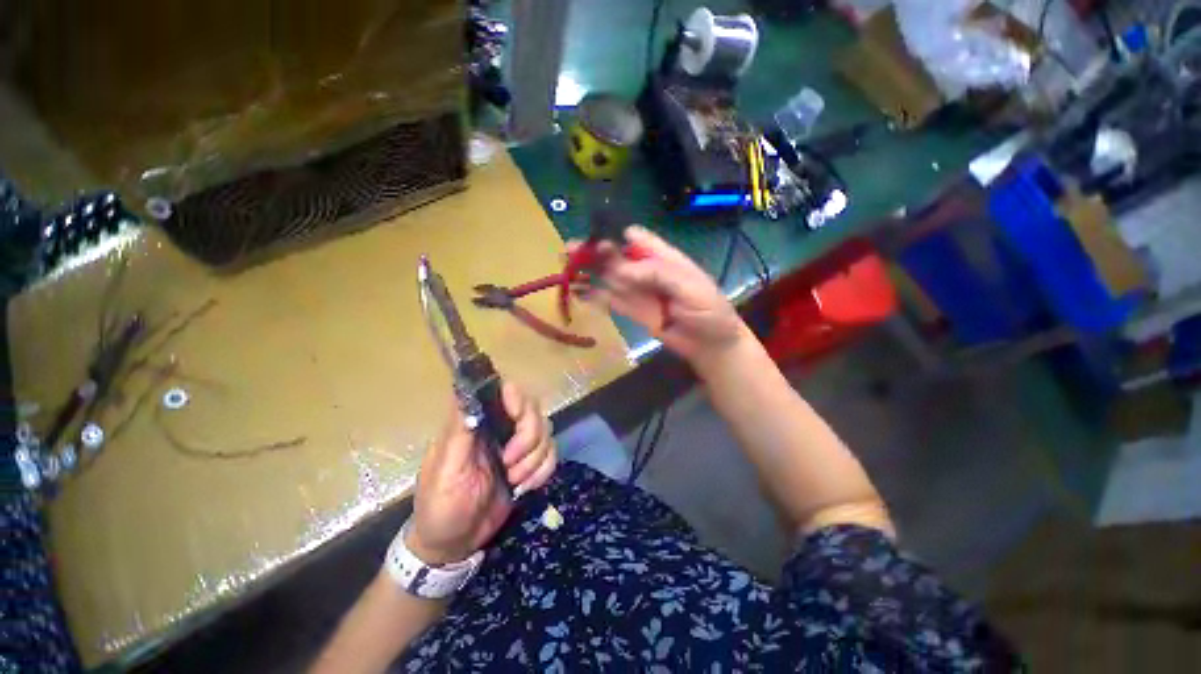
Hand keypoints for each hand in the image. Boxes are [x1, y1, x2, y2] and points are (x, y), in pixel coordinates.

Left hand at [406, 383, 555, 565]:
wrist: (454, 546)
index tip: (516, 417)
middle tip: (510, 463)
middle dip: (528, 437)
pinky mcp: (529, 463)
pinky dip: (543, 471)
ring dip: (535, 459)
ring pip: (546, 431)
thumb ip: (459, 432)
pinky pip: (551, 454)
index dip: (516, 397)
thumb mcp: (445, 471)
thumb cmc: (440, 507)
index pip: (502, 390)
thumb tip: (466, 390)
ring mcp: (516, 444)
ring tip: (514, 481)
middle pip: (532, 409)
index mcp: (475, 423)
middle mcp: (498, 427)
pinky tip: (525, 487)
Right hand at [576, 226, 744, 363]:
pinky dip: (594, 296)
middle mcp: (646, 271)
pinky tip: (578, 292)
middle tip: (570, 250)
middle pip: (617, 257)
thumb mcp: (689, 286)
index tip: (597, 238)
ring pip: (609, 277)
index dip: (617, 235)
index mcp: (663, 258)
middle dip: (595, 252)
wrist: (709, 345)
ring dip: (589, 271)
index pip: (637, 239)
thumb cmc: (708, 310)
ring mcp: (637, 291)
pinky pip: (610, 300)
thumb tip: (620, 269)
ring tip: (566, 267)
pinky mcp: (631, 310)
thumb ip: (657, 274)